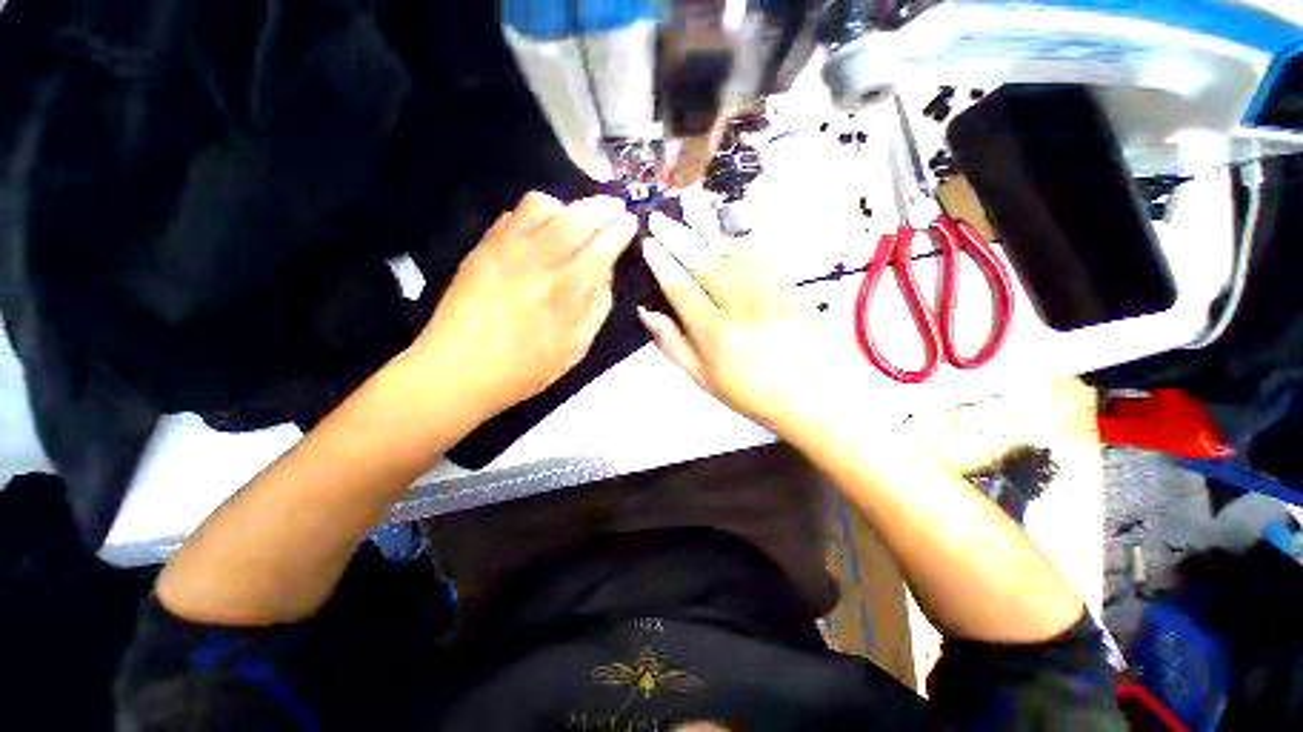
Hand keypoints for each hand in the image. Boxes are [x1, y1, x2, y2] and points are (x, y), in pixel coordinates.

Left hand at [413, 192, 637, 418]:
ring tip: (574, 220)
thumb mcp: (576, 347)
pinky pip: (513, 213)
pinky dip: (536, 214)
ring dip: (567, 207)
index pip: (603, 246)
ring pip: (543, 204)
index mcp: (567, 291)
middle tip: (614, 207)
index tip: (630, 221)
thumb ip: (598, 306)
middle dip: (603, 206)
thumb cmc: (526, 368)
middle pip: (578, 215)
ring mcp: (507, 249)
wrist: (458, 370)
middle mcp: (540, 261)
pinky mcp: (483, 247)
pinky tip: (541, 230)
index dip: (621, 229)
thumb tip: (606, 271)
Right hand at [637, 214, 858, 432]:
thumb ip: (673, 344)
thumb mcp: (703, 378)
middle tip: (660, 217)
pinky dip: (741, 241)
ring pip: (733, 253)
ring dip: (707, 231)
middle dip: (678, 236)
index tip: (648, 243)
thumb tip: (647, 311)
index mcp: (715, 334)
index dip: (662, 263)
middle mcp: (741, 309)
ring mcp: (770, 294)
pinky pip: (764, 257)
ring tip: (688, 213)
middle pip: (704, 263)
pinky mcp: (793, 288)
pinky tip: (727, 234)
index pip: (681, 288)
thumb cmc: (749, 392)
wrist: (809, 399)